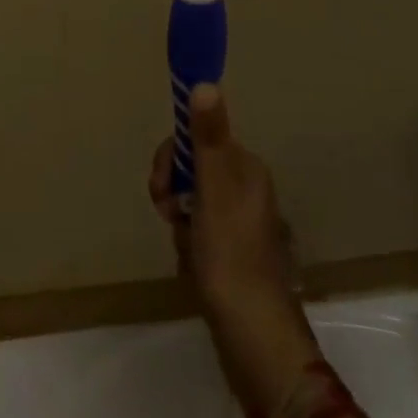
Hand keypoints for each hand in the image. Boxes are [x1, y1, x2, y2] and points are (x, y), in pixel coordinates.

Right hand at [150, 86, 320, 413]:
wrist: (253, 336)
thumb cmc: (230, 254)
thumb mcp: (213, 189)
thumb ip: (207, 136)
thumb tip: (204, 81)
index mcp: (245, 167)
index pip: (198, 138)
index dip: (174, 156)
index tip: (163, 184)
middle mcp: (246, 188)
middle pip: (194, 169)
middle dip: (174, 191)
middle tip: (170, 215)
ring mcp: (241, 223)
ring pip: (192, 203)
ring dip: (181, 222)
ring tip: (185, 247)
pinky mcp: (234, 254)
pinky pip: (200, 233)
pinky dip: (190, 245)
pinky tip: (192, 265)